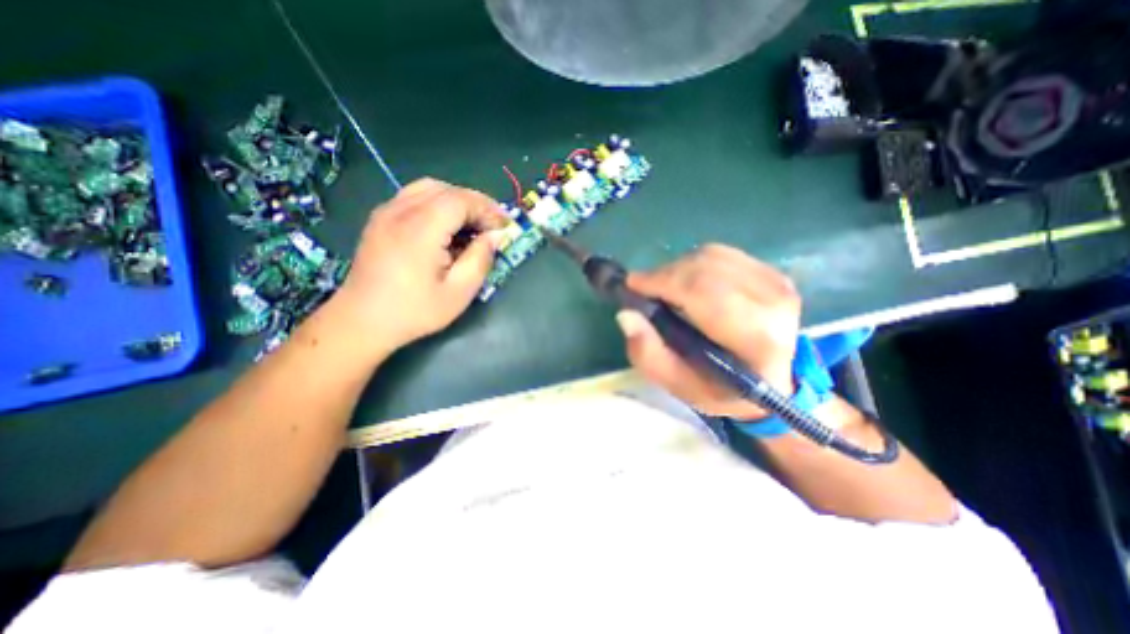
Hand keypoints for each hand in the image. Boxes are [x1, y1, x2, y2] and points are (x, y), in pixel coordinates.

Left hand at [332, 179, 507, 355]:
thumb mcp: (458, 292)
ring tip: (472, 224)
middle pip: (446, 190)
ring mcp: (385, 213)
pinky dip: (437, 204)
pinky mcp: (379, 220)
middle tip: (493, 225)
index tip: (505, 226)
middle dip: (475, 203)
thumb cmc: (414, 311)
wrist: (361, 321)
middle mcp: (400, 212)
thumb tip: (494, 237)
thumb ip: (480, 260)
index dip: (487, 209)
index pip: (460, 200)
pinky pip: (413, 197)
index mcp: (420, 229)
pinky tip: (445, 226)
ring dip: (456, 201)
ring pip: (429, 189)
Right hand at [617, 245, 801, 419]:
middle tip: (644, 289)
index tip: (631, 284)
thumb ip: (650, 355)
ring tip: (666, 288)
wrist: (774, 383)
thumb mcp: (680, 386)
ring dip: (678, 268)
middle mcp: (773, 302)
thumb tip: (626, 315)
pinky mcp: (773, 272)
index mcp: (756, 337)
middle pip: (704, 268)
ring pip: (710, 256)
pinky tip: (689, 282)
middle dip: (664, 274)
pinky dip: (695, 264)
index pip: (702, 291)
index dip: (661, 281)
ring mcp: (777, 283)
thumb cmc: (723, 390)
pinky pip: (721, 254)